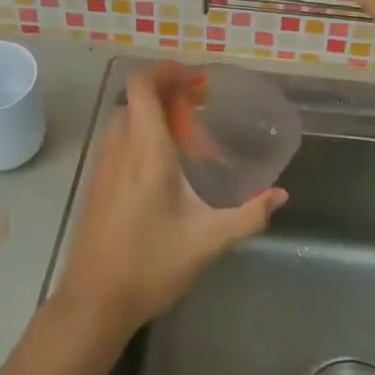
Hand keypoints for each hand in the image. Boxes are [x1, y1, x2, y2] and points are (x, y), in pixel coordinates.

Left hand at [54, 64, 285, 333]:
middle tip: (198, 106)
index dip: (165, 71)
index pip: (142, 86)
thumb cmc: (151, 265)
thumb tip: (280, 195)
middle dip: (166, 92)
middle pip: (135, 99)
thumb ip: (249, 215)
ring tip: (185, 134)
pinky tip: (163, 168)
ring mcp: (103, 167)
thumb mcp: (209, 240)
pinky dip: (139, 135)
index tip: (195, 78)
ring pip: (125, 120)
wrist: (94, 303)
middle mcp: (120, 149)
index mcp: (146, 150)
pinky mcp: (97, 185)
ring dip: (151, 114)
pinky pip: (118, 141)